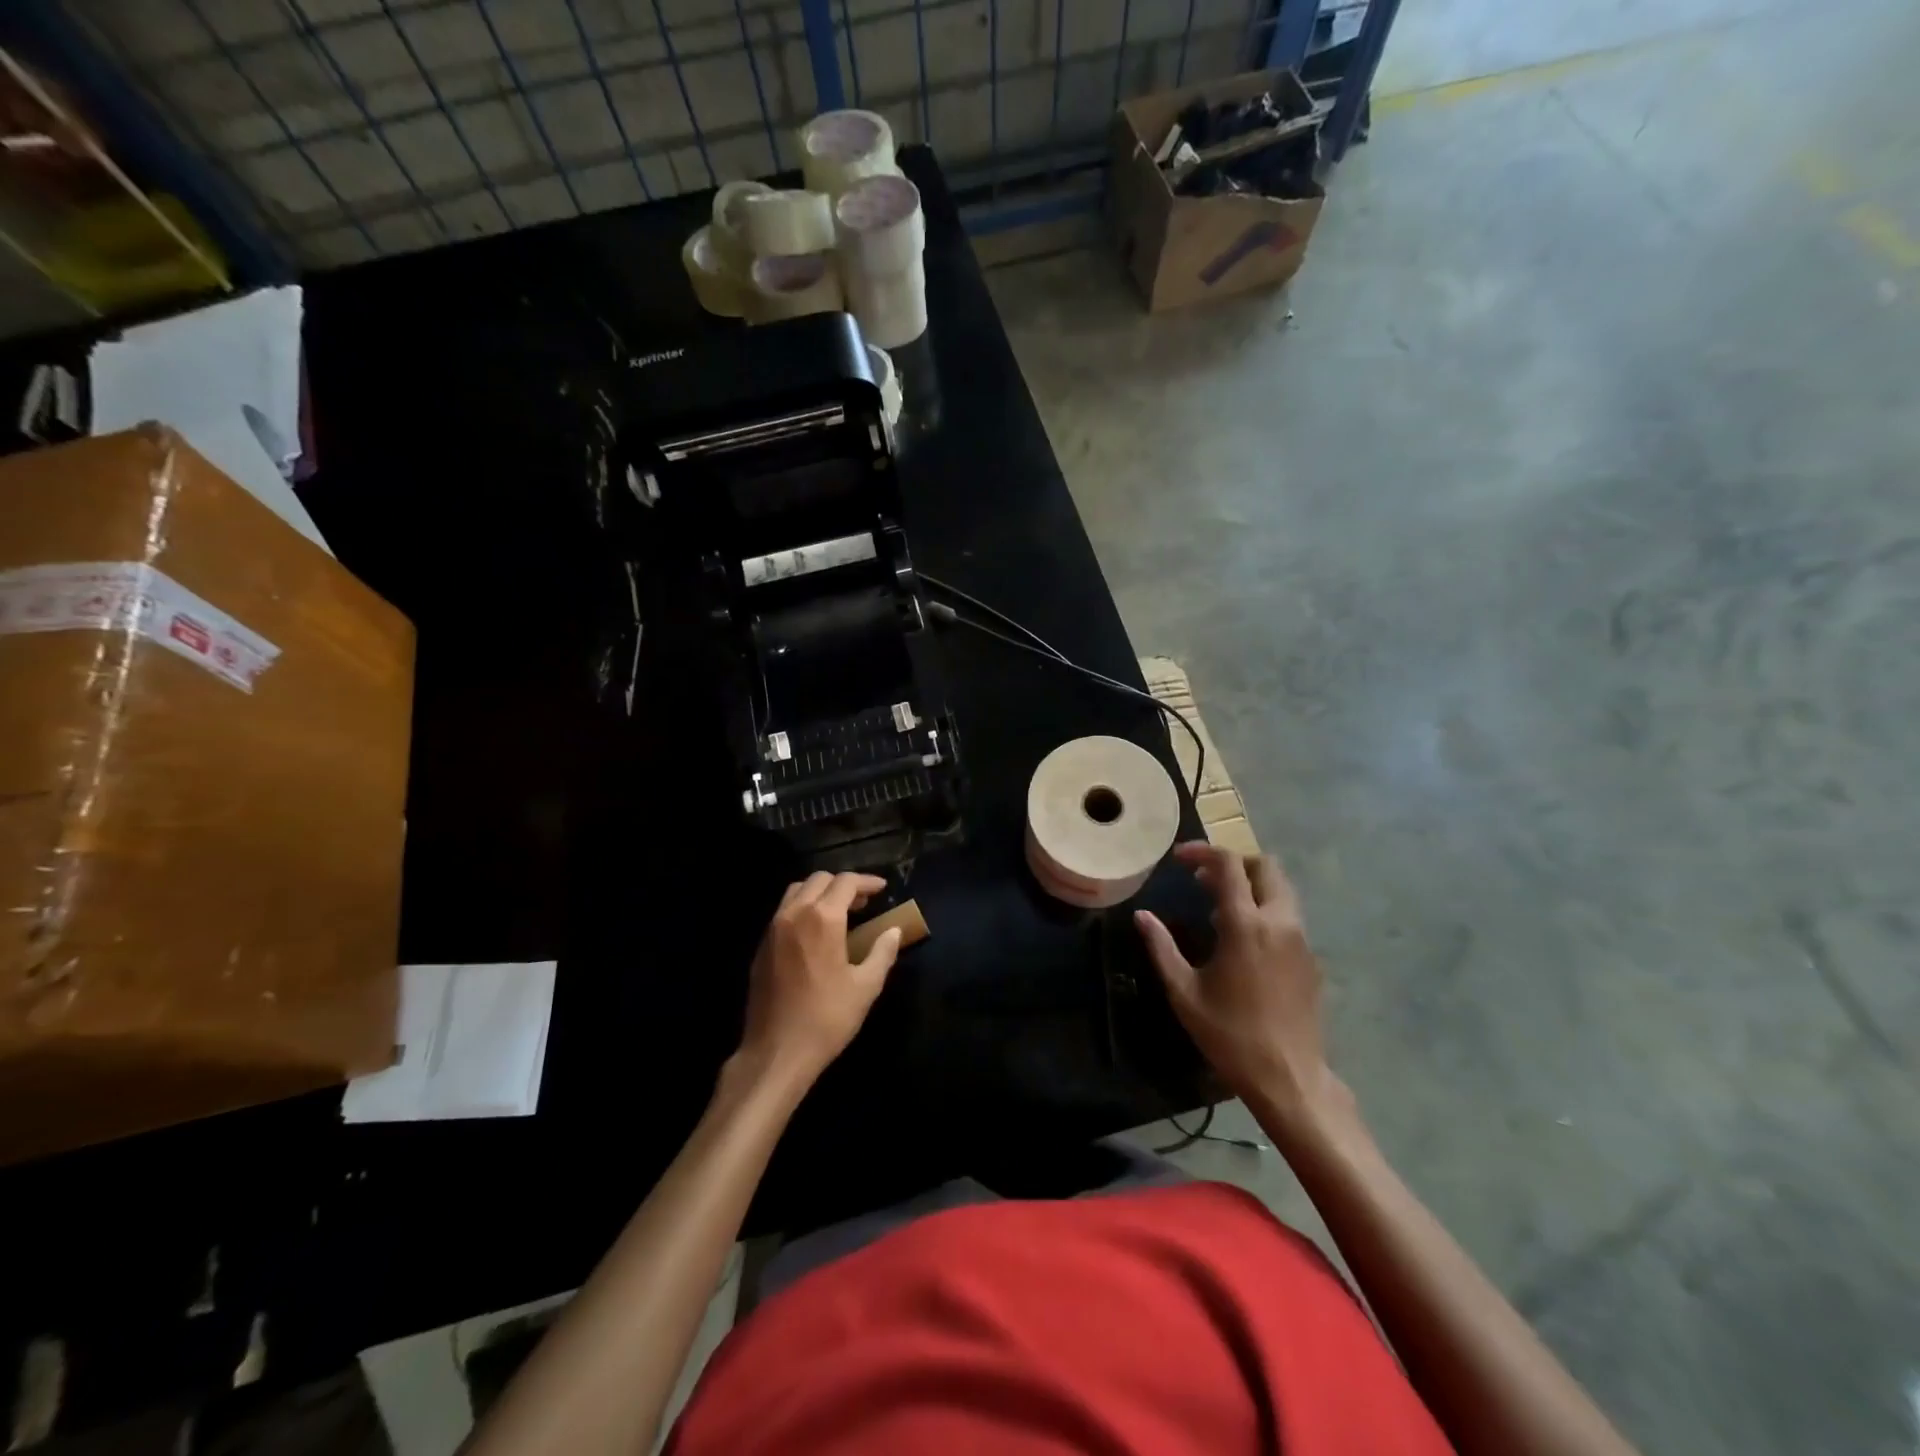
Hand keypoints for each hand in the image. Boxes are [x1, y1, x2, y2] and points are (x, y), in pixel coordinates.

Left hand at [739, 872, 902, 1087]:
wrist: (776, 1052)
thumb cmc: (826, 1018)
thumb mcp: (865, 987)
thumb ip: (883, 953)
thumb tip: (894, 931)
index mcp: (823, 918)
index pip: (846, 882)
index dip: (867, 881)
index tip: (882, 889)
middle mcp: (794, 914)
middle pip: (819, 880)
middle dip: (843, 885)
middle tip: (863, 902)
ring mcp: (773, 929)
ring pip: (797, 891)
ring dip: (820, 892)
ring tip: (839, 912)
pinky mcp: (761, 946)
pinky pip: (783, 912)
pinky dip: (802, 908)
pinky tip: (815, 933)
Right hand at [1136, 843, 1352, 1138]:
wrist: (1289, 1078)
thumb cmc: (1230, 1034)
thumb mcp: (1184, 992)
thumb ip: (1162, 947)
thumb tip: (1142, 916)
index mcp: (1245, 925)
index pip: (1228, 865)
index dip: (1202, 852)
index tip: (1178, 859)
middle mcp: (1279, 922)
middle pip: (1265, 866)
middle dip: (1233, 863)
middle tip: (1202, 880)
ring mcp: (1300, 940)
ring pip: (1281, 890)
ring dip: (1250, 886)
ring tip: (1218, 910)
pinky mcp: (1311, 959)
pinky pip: (1288, 916)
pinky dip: (1265, 910)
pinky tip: (1242, 942)